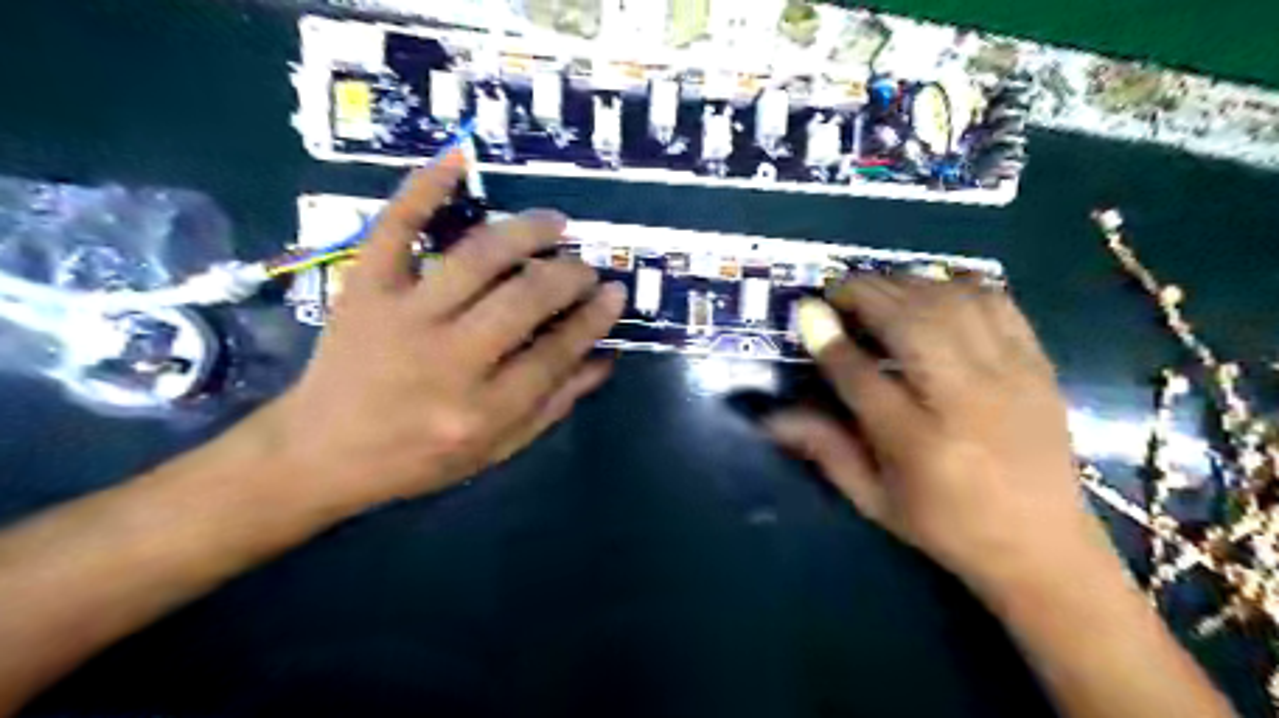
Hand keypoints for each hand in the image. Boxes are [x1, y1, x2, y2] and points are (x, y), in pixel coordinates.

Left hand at [259, 154, 624, 515]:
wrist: (320, 452)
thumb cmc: (418, 459)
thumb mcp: (496, 449)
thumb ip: (554, 404)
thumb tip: (604, 358)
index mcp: (482, 410)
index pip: (556, 352)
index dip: (593, 318)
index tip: (614, 293)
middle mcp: (448, 360)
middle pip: (525, 299)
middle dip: (568, 275)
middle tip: (585, 266)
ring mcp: (402, 317)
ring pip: (477, 257)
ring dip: (526, 231)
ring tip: (554, 223)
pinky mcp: (364, 289)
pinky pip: (397, 228)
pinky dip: (426, 188)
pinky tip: (459, 158)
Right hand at [763, 279, 1093, 591]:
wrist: (1044, 547)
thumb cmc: (946, 525)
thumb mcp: (873, 498)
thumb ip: (823, 449)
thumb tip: (771, 418)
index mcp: (917, 443)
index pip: (860, 375)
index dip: (828, 338)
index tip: (806, 312)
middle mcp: (963, 400)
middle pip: (909, 323)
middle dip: (865, 294)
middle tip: (837, 291)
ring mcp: (1008, 376)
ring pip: (951, 303)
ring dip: (906, 284)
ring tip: (878, 289)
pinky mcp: (1037, 365)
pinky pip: (997, 303)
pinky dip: (959, 285)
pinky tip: (934, 290)